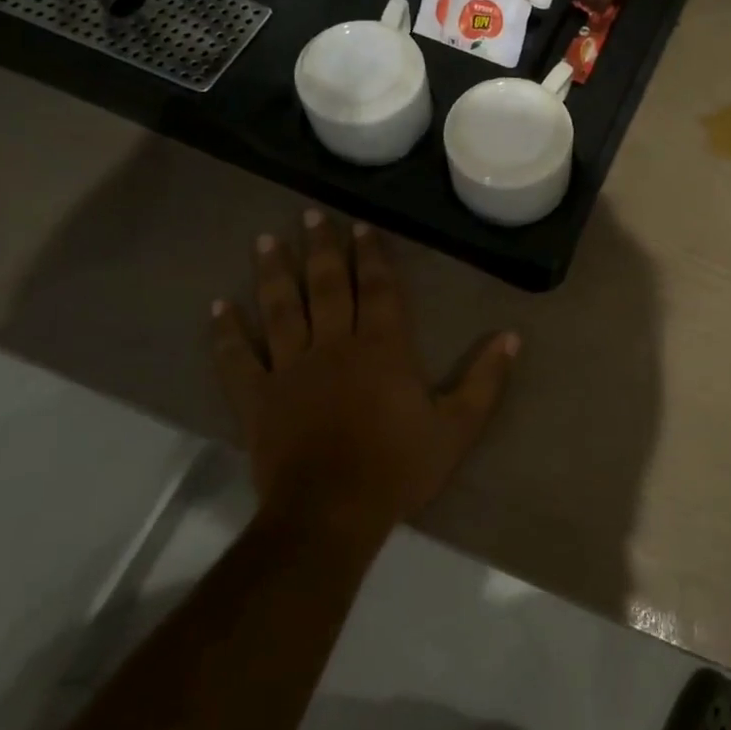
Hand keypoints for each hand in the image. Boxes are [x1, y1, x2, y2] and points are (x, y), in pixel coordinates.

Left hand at [211, 212, 519, 537]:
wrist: (331, 515)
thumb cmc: (398, 468)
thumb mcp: (457, 427)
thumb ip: (486, 380)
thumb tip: (512, 336)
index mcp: (382, 347)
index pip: (378, 288)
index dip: (371, 255)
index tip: (361, 225)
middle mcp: (334, 345)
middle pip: (326, 286)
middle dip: (321, 248)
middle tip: (311, 214)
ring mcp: (290, 369)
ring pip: (280, 309)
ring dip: (274, 273)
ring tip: (266, 240)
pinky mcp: (257, 398)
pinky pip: (238, 359)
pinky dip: (227, 333)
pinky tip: (218, 307)